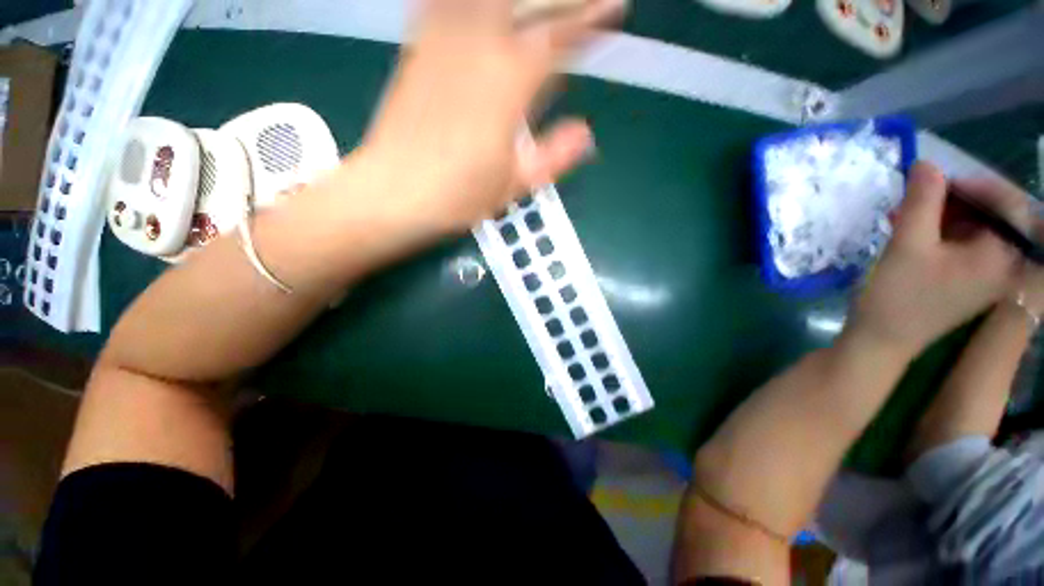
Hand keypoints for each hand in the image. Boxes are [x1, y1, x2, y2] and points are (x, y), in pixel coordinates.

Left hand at [356, 0, 624, 234]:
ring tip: (537, 2)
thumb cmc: (459, 195)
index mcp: (508, 84)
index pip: (558, 37)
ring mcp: (442, 41)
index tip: (611, 8)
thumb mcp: (514, 185)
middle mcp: (478, 47)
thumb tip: (585, 134)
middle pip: (527, 1)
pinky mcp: (417, 48)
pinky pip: (440, 2)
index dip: (589, 20)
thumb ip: (553, 157)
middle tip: (585, 0)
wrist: (395, 192)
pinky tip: (476, 6)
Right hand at [848, 162, 1025, 355]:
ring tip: (906, 214)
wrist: (882, 340)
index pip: (1008, 203)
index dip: (975, 183)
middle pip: (992, 214)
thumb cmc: (898, 296)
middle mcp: (1003, 263)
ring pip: (975, 227)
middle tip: (917, 195)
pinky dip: (940, 231)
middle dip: (954, 199)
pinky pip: (964, 242)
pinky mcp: (968, 279)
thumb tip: (926, 164)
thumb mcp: (907, 244)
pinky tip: (913, 230)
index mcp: (1001, 256)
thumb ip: (921, 201)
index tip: (936, 177)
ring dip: (942, 214)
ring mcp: (987, 273)